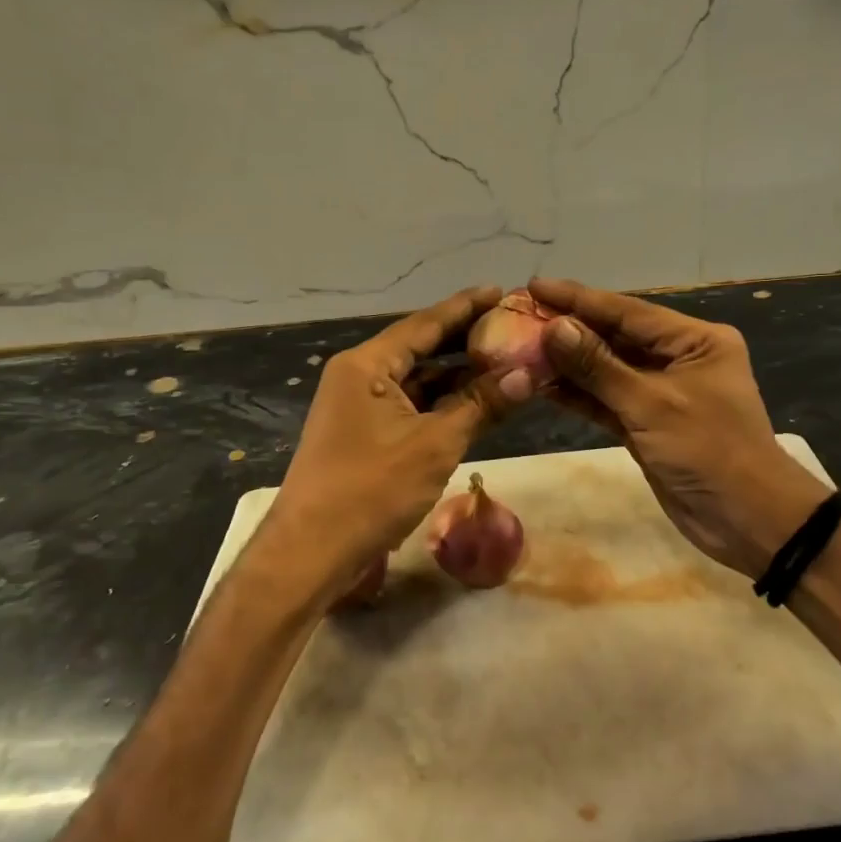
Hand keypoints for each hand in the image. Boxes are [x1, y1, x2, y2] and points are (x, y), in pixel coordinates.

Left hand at [263, 286, 528, 602]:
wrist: (312, 550)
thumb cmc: (372, 488)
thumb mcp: (436, 444)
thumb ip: (481, 405)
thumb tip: (527, 375)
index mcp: (367, 364)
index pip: (425, 324)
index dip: (466, 307)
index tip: (502, 292)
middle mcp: (359, 375)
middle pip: (421, 348)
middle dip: (465, 340)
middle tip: (512, 328)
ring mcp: (360, 406)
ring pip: (418, 381)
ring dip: (457, 376)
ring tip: (505, 363)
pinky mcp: (365, 434)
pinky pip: (411, 407)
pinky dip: (443, 404)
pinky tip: (477, 403)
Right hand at [530, 277, 827, 579]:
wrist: (748, 520)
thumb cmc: (709, 451)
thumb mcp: (652, 405)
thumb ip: (599, 367)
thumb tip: (554, 328)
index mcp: (695, 341)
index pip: (628, 311)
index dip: (579, 298)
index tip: (535, 285)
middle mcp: (678, 359)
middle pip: (615, 337)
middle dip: (569, 329)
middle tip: (519, 316)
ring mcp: (661, 394)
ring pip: (607, 370)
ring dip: (568, 364)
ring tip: (520, 348)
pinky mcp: (647, 425)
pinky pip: (607, 401)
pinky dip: (579, 395)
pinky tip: (542, 385)